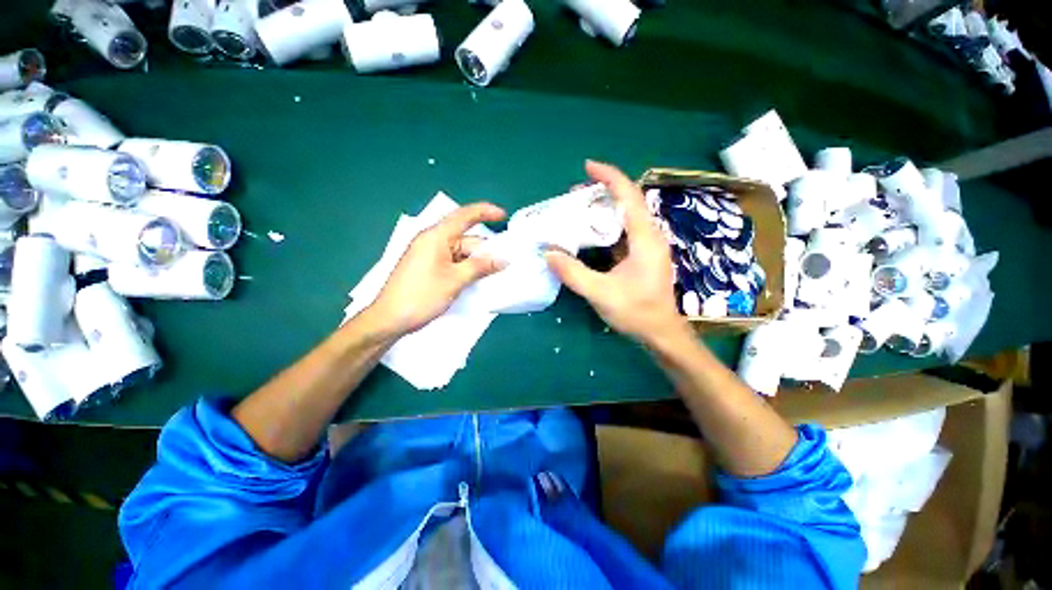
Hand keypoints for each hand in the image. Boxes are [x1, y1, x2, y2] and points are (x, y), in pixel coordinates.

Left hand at [371, 203, 506, 335]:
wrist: (390, 319)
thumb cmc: (421, 295)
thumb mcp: (455, 280)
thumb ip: (480, 267)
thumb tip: (503, 259)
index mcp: (436, 237)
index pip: (463, 216)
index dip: (485, 212)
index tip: (503, 216)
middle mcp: (433, 241)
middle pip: (465, 239)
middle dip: (485, 250)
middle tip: (505, 264)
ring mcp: (430, 255)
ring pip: (461, 253)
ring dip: (477, 262)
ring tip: (496, 274)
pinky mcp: (429, 268)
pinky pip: (454, 263)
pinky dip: (467, 269)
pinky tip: (479, 280)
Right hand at [545, 161, 687, 345]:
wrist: (660, 332)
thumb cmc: (636, 312)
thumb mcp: (600, 293)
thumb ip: (573, 273)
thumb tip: (548, 253)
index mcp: (645, 238)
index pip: (629, 195)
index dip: (609, 177)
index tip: (587, 167)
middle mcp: (649, 236)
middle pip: (628, 201)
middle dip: (602, 191)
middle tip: (574, 194)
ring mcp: (647, 245)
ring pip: (626, 216)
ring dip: (603, 208)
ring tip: (578, 209)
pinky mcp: (642, 255)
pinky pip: (623, 231)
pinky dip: (606, 226)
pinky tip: (589, 233)